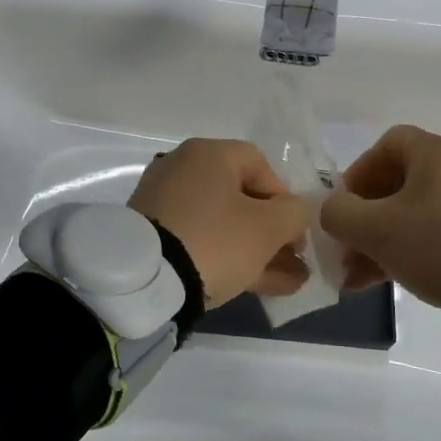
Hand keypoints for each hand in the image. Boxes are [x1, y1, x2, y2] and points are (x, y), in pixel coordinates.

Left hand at [129, 139, 311, 307]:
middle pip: (240, 198)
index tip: (295, 231)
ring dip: (256, 251)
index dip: (285, 197)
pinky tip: (256, 286)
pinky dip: (227, 258)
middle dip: (273, 232)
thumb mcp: (268, 228)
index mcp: (208, 154)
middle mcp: (182, 169)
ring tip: (287, 283)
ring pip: (222, 225)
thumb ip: (294, 214)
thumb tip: (296, 213)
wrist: (144, 281)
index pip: (260, 164)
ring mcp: (163, 204)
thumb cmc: (215, 240)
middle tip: (294, 260)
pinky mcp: (152, 236)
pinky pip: (200, 241)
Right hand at [320, 125, 440, 309]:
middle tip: (347, 249)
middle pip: (399, 184)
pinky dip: (410, 251)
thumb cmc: (436, 243)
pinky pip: (438, 234)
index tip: (344, 205)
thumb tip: (331, 209)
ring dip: (382, 241)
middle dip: (365, 218)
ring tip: (358, 277)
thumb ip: (339, 214)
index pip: (388, 144)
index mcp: (436, 154)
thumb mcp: (375, 229)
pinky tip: (389, 282)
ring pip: (415, 215)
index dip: (358, 172)